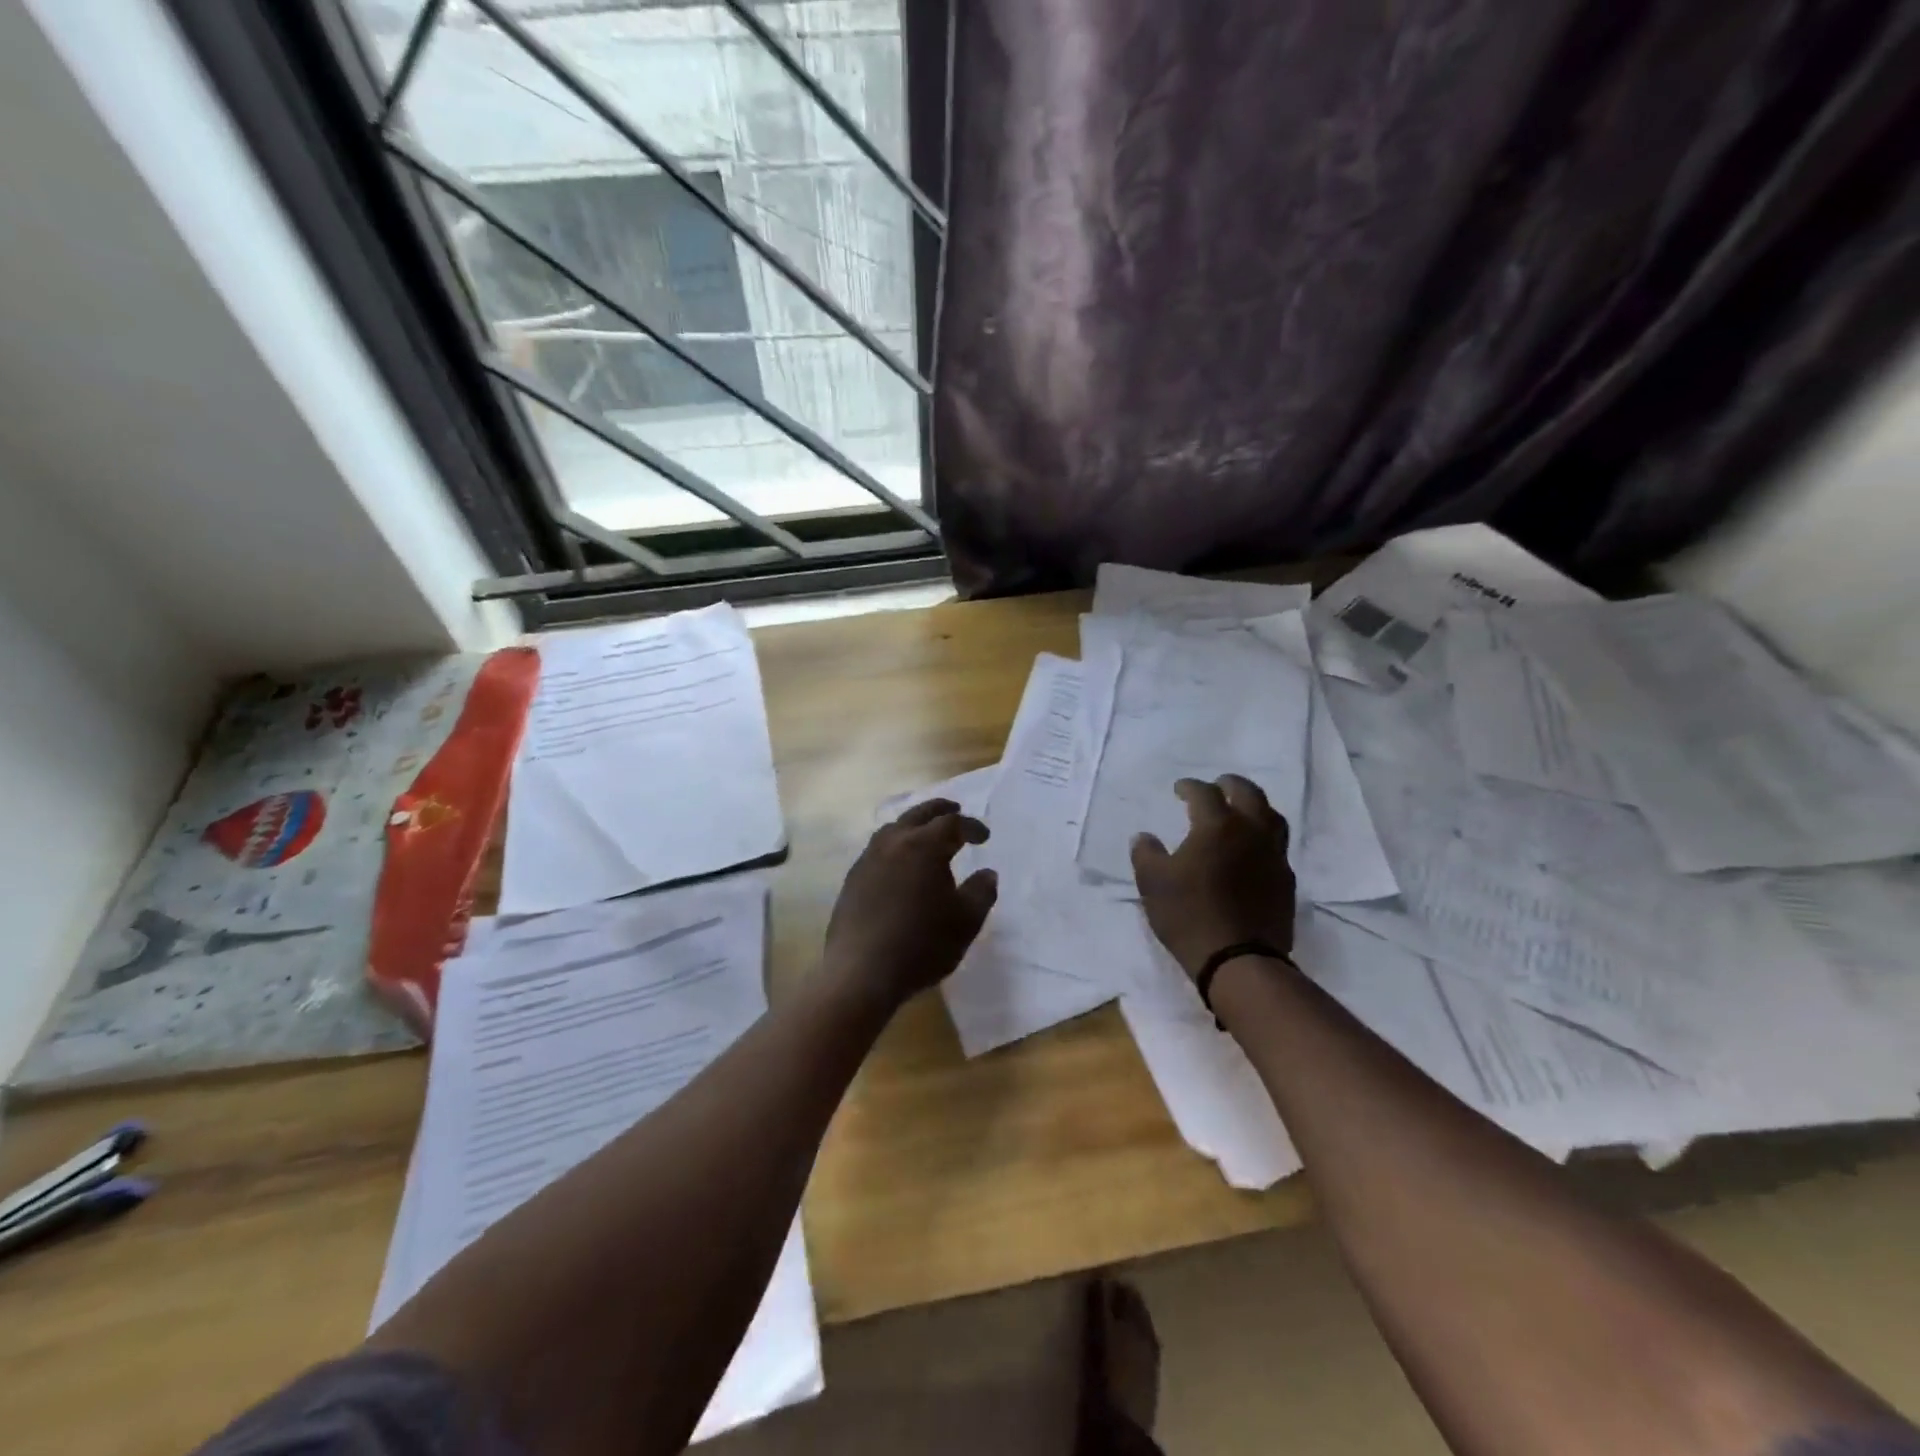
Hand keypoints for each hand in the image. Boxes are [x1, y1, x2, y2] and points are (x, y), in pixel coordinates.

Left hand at [824, 798, 998, 1007]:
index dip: (971, 826)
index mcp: (923, 846)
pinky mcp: (852, 880)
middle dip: (940, 810)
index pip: (952, 824)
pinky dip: (895, 846)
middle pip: (918, 814)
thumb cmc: (921, 945)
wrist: (861, 972)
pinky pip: (878, 850)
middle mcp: (893, 843)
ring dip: (913, 825)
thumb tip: (987, 873)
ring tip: (926, 835)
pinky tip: (900, 865)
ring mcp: (867, 860)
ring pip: (893, 829)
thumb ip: (981, 893)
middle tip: (956, 811)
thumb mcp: (965, 922)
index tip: (984, 837)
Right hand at [1130, 775, 1295, 977]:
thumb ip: (1146, 854)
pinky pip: (1277, 846)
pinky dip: (1264, 836)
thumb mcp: (1152, 883)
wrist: (1239, 960)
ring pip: (1271, 816)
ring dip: (1254, 806)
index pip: (1204, 793)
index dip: (1190, 786)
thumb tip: (1144, 837)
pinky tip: (1252, 849)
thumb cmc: (1189, 915)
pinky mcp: (1286, 880)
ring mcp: (1273, 856)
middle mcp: (1250, 832)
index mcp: (1217, 826)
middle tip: (1217, 786)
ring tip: (1241, 811)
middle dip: (1230, 784)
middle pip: (1248, 793)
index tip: (1178, 789)